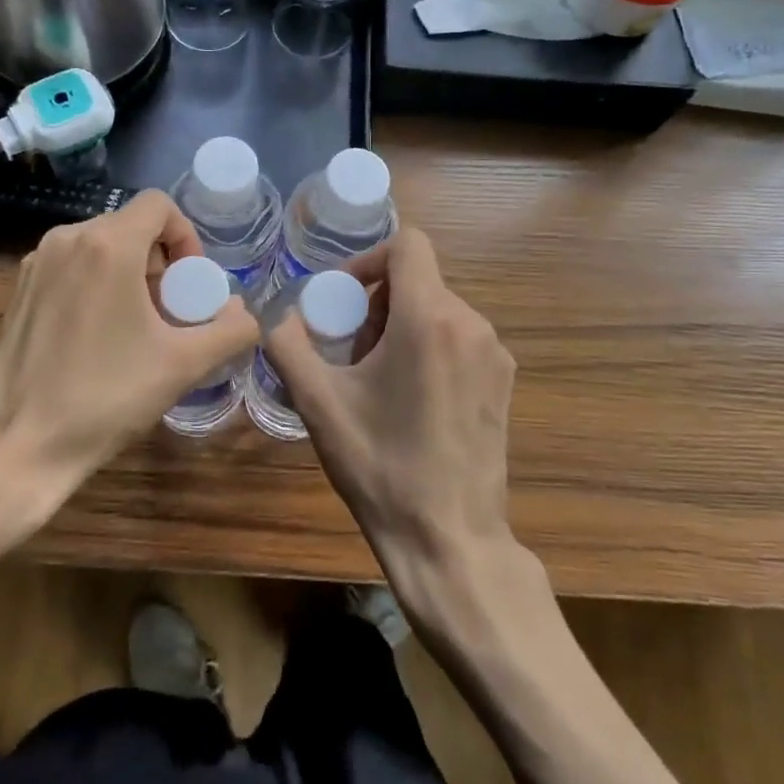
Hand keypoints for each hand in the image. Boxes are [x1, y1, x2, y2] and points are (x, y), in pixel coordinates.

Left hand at [0, 191, 258, 521]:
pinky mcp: (18, 291)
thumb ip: (230, 330)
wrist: (15, 445)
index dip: (186, 237)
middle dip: (161, 263)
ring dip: (130, 275)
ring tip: (137, 329)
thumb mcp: (183, 364)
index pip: (159, 205)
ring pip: (100, 247)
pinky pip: (72, 268)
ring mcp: (36, 264)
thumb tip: (244, 313)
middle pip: (131, 227)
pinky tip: (98, 339)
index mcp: (107, 245)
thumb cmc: (104, 397)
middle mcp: (66, 239)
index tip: (190, 285)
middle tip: (169, 314)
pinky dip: (97, 286)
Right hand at [263, 227, 517, 586]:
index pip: (408, 244)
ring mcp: (495, 354)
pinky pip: (459, 339)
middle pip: (419, 281)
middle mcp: (472, 324)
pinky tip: (410, 400)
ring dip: (401, 327)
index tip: (342, 299)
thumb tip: (280, 318)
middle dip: (377, 304)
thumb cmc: (380, 466)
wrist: (449, 539)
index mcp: (430, 318)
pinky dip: (429, 348)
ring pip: (439, 310)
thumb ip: (289, 346)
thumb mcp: (318, 403)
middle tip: (350, 352)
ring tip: (376, 379)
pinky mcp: (504, 382)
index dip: (368, 260)